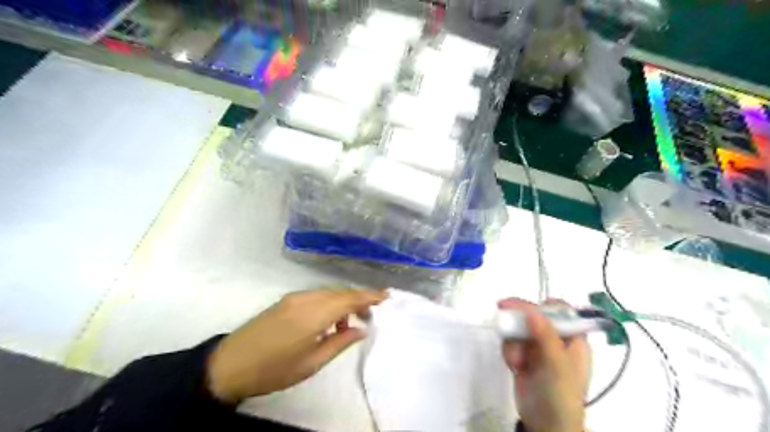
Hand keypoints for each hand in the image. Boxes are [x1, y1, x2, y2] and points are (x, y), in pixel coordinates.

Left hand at [206, 289, 384, 403]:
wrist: (229, 365)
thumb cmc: (274, 369)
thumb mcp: (312, 363)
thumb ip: (340, 342)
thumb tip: (361, 329)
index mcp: (314, 314)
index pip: (349, 298)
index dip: (369, 296)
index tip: (386, 297)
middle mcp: (306, 299)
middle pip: (340, 292)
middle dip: (359, 299)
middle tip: (372, 314)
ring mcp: (295, 298)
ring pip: (329, 293)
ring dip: (344, 302)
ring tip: (351, 322)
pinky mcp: (286, 301)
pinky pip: (316, 296)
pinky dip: (329, 303)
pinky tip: (329, 321)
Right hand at [500, 298, 590, 430]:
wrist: (545, 424)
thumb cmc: (559, 394)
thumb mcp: (556, 364)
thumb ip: (545, 335)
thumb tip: (531, 309)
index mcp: (572, 339)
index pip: (560, 311)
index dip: (544, 305)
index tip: (526, 306)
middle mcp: (555, 339)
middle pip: (535, 315)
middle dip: (520, 319)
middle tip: (502, 308)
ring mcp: (538, 348)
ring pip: (519, 328)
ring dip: (513, 340)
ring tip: (515, 360)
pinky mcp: (523, 356)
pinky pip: (511, 341)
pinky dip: (509, 351)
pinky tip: (513, 366)